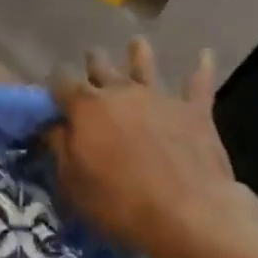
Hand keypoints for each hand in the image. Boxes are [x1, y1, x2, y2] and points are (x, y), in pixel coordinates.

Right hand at [48, 38, 247, 257]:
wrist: (189, 214)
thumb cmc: (120, 203)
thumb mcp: (73, 182)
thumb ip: (60, 148)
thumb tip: (51, 125)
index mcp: (86, 107)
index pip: (61, 83)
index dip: (54, 86)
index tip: (52, 92)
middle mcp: (120, 92)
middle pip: (101, 68)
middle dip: (93, 63)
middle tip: (91, 59)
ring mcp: (158, 98)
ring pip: (145, 66)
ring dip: (139, 54)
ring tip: (137, 43)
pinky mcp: (194, 111)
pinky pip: (199, 84)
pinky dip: (202, 68)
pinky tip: (205, 54)